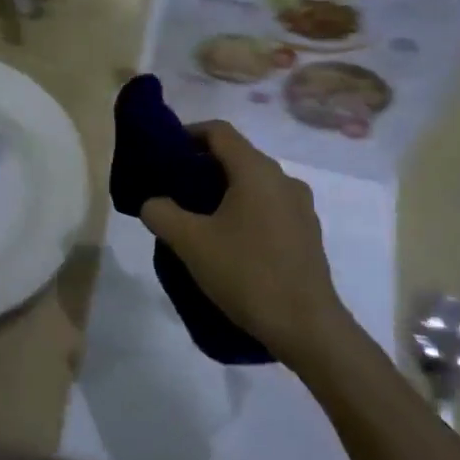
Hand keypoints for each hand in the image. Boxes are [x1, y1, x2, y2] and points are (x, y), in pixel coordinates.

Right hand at [140, 121, 352, 359]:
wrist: (306, 327)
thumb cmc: (246, 274)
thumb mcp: (189, 243)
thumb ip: (161, 213)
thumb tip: (153, 203)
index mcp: (256, 171)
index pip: (219, 132)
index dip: (188, 134)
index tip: (164, 153)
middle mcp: (283, 180)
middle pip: (236, 157)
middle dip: (201, 166)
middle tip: (172, 189)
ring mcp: (299, 208)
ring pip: (253, 184)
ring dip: (222, 192)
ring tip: (195, 219)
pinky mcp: (306, 234)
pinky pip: (267, 207)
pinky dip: (242, 211)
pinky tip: (226, 243)